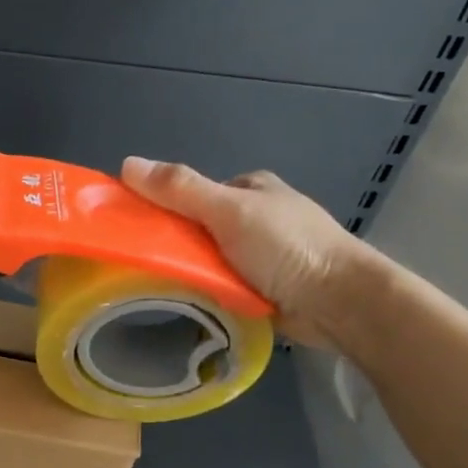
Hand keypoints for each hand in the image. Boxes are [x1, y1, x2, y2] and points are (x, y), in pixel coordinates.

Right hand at [119, 158, 378, 349]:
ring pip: (206, 259)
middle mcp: (255, 218)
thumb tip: (127, 163)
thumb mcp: (229, 210)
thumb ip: (180, 189)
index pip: (191, 192)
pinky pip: (220, 285)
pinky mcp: (262, 288)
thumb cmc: (287, 247)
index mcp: (250, 189)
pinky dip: (205, 292)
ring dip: (188, 272)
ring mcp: (260, 255)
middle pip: (196, 227)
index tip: (134, 227)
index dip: (161, 205)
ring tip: (159, 287)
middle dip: (174, 244)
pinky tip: (188, 302)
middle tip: (145, 263)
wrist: (340, 303)